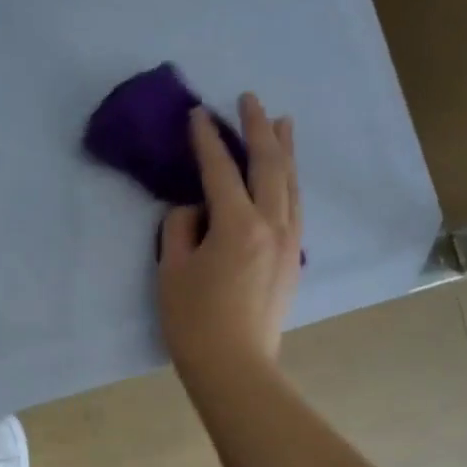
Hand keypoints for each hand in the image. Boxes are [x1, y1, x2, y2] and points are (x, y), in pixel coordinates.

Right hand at [157, 93, 301, 390]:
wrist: (235, 367)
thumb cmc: (194, 321)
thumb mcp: (171, 270)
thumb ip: (180, 227)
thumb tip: (195, 209)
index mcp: (238, 225)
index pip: (221, 170)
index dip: (207, 140)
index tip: (197, 114)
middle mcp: (272, 225)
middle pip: (269, 166)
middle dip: (258, 128)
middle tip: (249, 99)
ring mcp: (289, 242)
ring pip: (291, 183)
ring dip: (285, 149)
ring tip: (283, 121)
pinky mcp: (293, 259)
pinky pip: (295, 206)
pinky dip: (291, 181)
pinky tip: (287, 176)